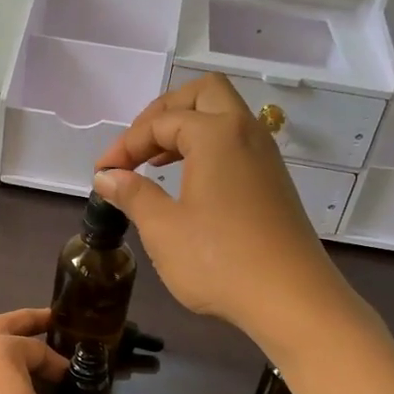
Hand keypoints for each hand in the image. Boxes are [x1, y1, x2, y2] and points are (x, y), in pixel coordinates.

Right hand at [92, 74, 341, 340]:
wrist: (291, 299)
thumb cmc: (219, 261)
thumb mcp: (163, 229)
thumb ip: (132, 194)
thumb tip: (106, 177)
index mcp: (216, 135)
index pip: (160, 122)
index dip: (125, 144)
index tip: (102, 173)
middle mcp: (245, 133)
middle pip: (203, 94)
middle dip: (163, 112)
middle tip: (137, 146)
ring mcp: (265, 156)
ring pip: (224, 116)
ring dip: (187, 128)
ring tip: (155, 162)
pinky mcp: (273, 182)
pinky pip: (236, 143)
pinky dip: (207, 148)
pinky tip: (188, 183)